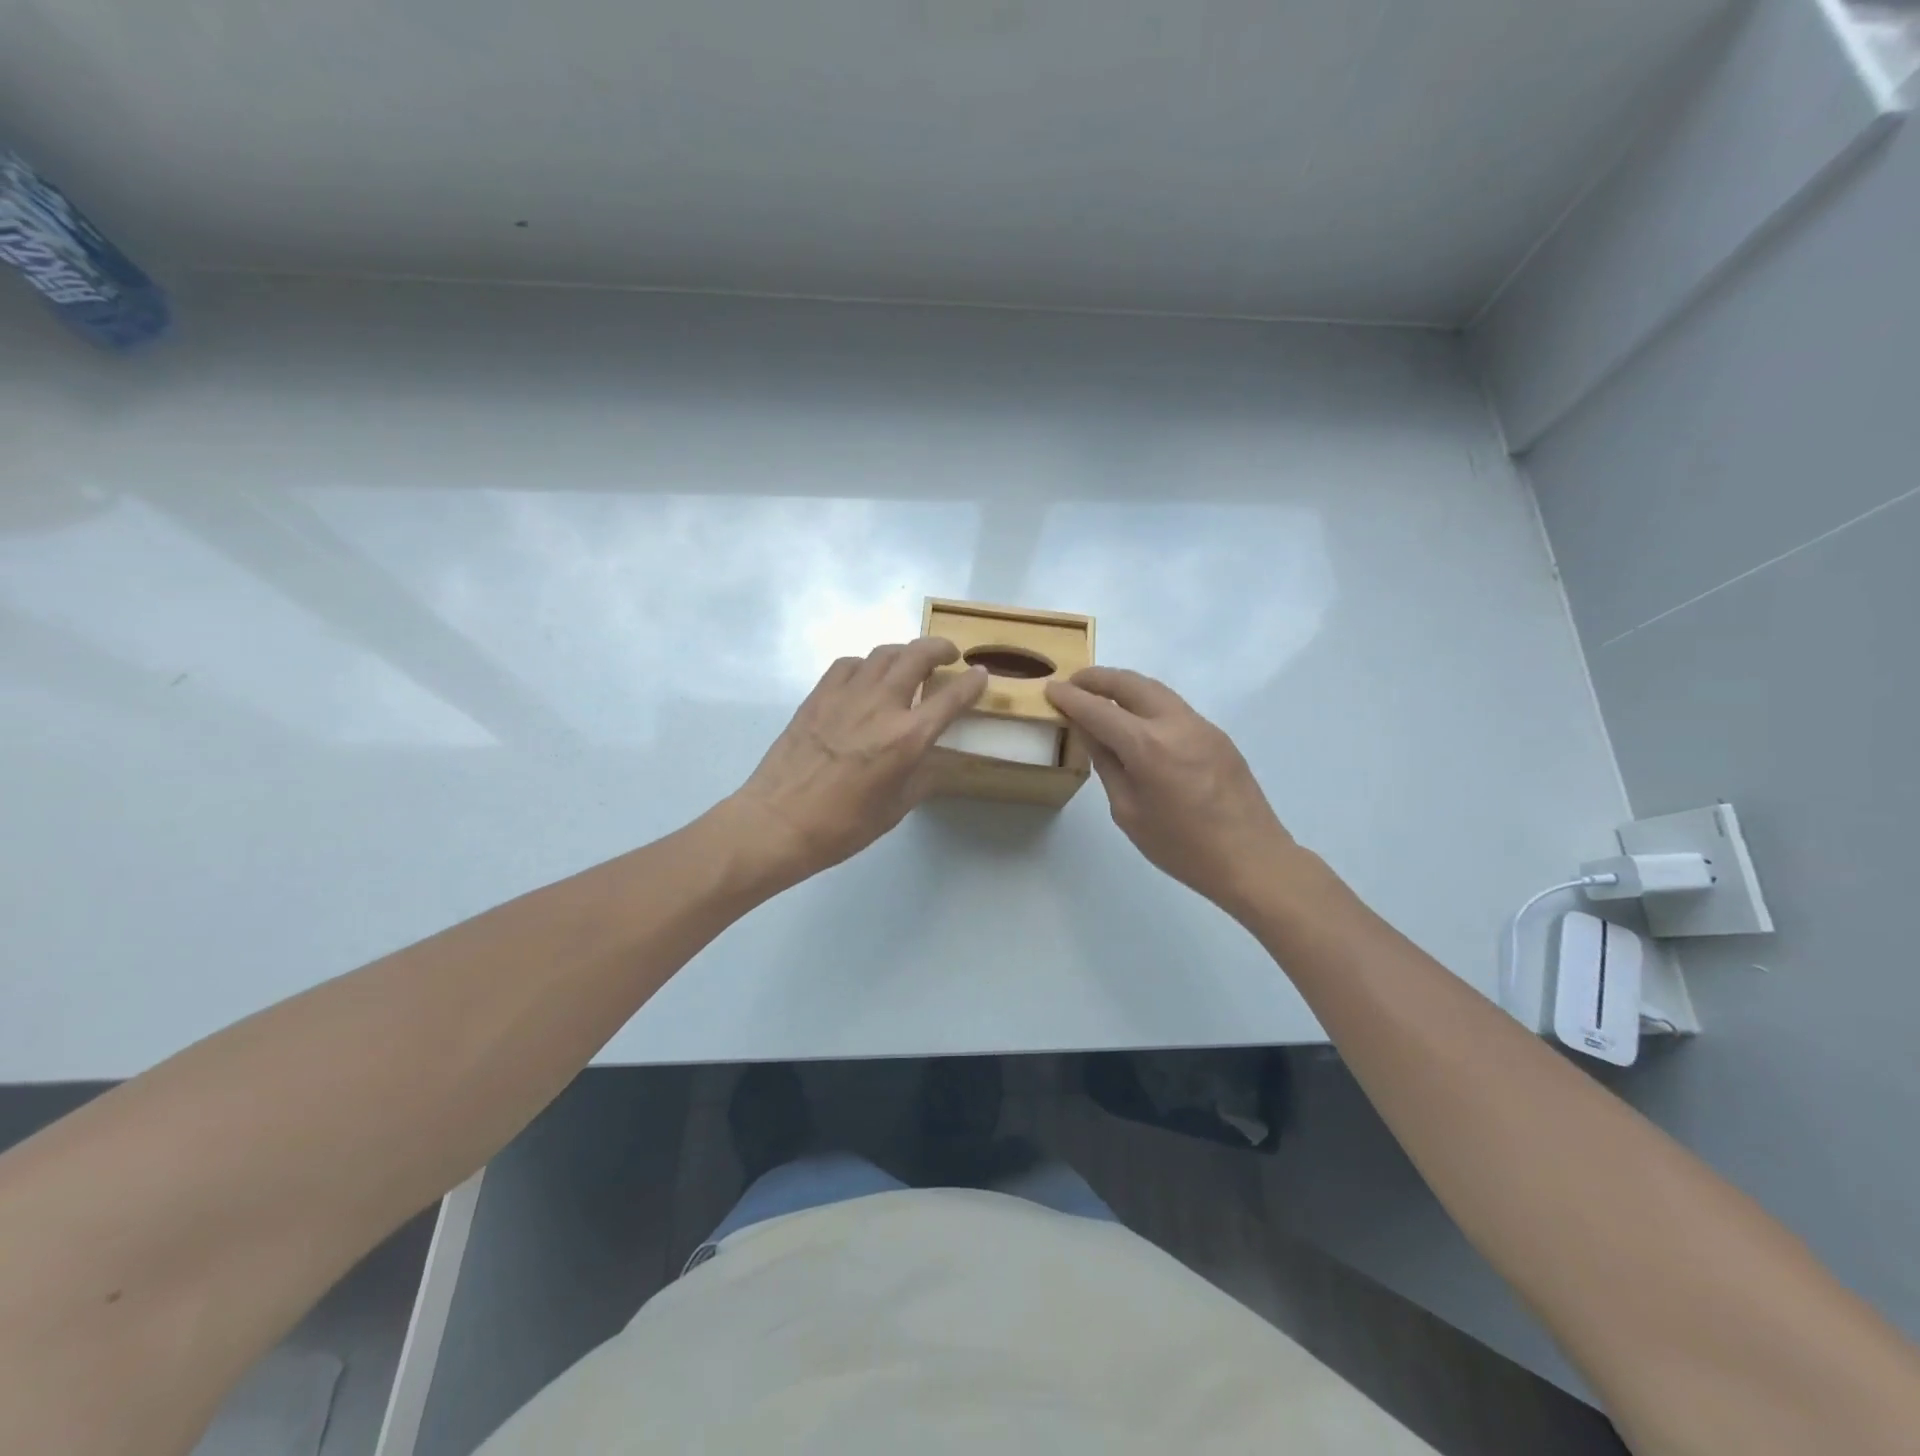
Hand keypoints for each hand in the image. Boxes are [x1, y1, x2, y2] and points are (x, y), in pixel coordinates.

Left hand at [728, 638, 986, 885]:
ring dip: (905, 652)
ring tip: (910, 663)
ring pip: (883, 653)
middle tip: (949, 656)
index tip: (981, 675)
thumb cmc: (842, 826)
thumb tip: (934, 759)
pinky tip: (866, 679)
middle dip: (941, 649)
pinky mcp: (818, 695)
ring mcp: (846, 695)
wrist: (778, 822)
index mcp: (907, 738)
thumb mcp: (896, 809)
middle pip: (918, 655)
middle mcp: (881, 706)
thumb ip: (923, 777)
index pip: (952, 698)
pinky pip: (849, 664)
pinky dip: (866, 665)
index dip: (973, 683)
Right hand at [1047, 667, 1298, 918]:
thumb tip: (1091, 733)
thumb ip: (1108, 765)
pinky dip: (1147, 702)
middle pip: (1130, 683)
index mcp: (1147, 746)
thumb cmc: (1181, 847)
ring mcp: (1201, 725)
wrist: (1251, 859)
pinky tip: (1137, 720)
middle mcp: (1175, 724)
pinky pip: (1174, 707)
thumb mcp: (1128, 812)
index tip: (1051, 689)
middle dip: (1098, 678)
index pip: (1098, 710)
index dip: (1071, 698)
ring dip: (1125, 686)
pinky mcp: (1217, 735)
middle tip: (1074, 682)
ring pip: (1155, 690)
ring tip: (1102, 694)